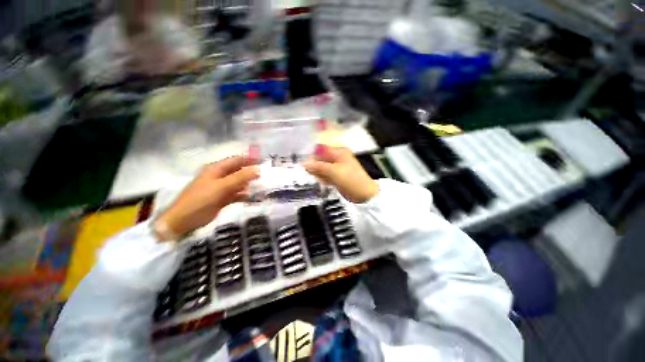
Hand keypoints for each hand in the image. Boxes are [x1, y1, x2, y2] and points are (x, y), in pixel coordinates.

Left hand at [155, 156, 258, 239]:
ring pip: (239, 183)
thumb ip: (240, 177)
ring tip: (264, 186)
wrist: (183, 221)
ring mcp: (221, 188)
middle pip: (239, 171)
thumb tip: (258, 169)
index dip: (250, 159)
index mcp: (216, 169)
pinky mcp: (222, 198)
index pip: (237, 160)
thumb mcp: (221, 187)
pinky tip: (254, 197)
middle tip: (267, 175)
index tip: (265, 162)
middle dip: (252, 172)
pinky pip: (237, 194)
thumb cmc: (200, 200)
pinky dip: (245, 195)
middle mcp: (220, 176)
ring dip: (250, 184)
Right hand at [303, 145, 378, 202]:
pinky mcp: (338, 177)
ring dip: (318, 172)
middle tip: (307, 172)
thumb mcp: (333, 171)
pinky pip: (327, 175)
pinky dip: (323, 178)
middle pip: (322, 159)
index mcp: (339, 152)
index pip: (322, 150)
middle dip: (314, 165)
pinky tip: (321, 181)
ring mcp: (338, 168)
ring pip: (323, 168)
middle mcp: (338, 158)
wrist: (364, 194)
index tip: (303, 163)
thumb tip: (303, 163)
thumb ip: (318, 166)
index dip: (312, 155)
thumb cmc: (350, 179)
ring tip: (315, 177)